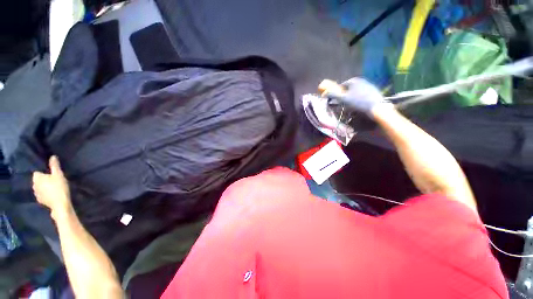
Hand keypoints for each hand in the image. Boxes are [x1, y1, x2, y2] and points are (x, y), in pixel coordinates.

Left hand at [32, 156, 71, 217]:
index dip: (44, 173)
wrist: (60, 204)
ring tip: (53, 188)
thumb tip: (52, 156)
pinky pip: (41, 194)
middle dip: (43, 180)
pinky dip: (45, 194)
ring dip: (44, 187)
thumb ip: (54, 166)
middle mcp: (33, 185)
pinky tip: (51, 195)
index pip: (37, 172)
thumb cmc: (59, 187)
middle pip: (38, 180)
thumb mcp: (59, 174)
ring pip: (39, 188)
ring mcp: (36, 194)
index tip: (51, 175)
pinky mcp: (40, 200)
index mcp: (36, 178)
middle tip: (53, 181)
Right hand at [323, 77, 387, 115]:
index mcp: (353, 81)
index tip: (336, 100)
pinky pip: (362, 93)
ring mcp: (368, 84)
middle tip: (344, 104)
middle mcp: (361, 80)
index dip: (337, 93)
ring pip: (356, 91)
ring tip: (352, 105)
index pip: (341, 86)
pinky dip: (359, 98)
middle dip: (345, 95)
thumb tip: (324, 93)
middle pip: (348, 88)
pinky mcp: (374, 90)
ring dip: (352, 97)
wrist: (376, 107)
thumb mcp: (343, 99)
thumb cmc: (358, 102)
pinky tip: (360, 104)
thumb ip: (333, 95)